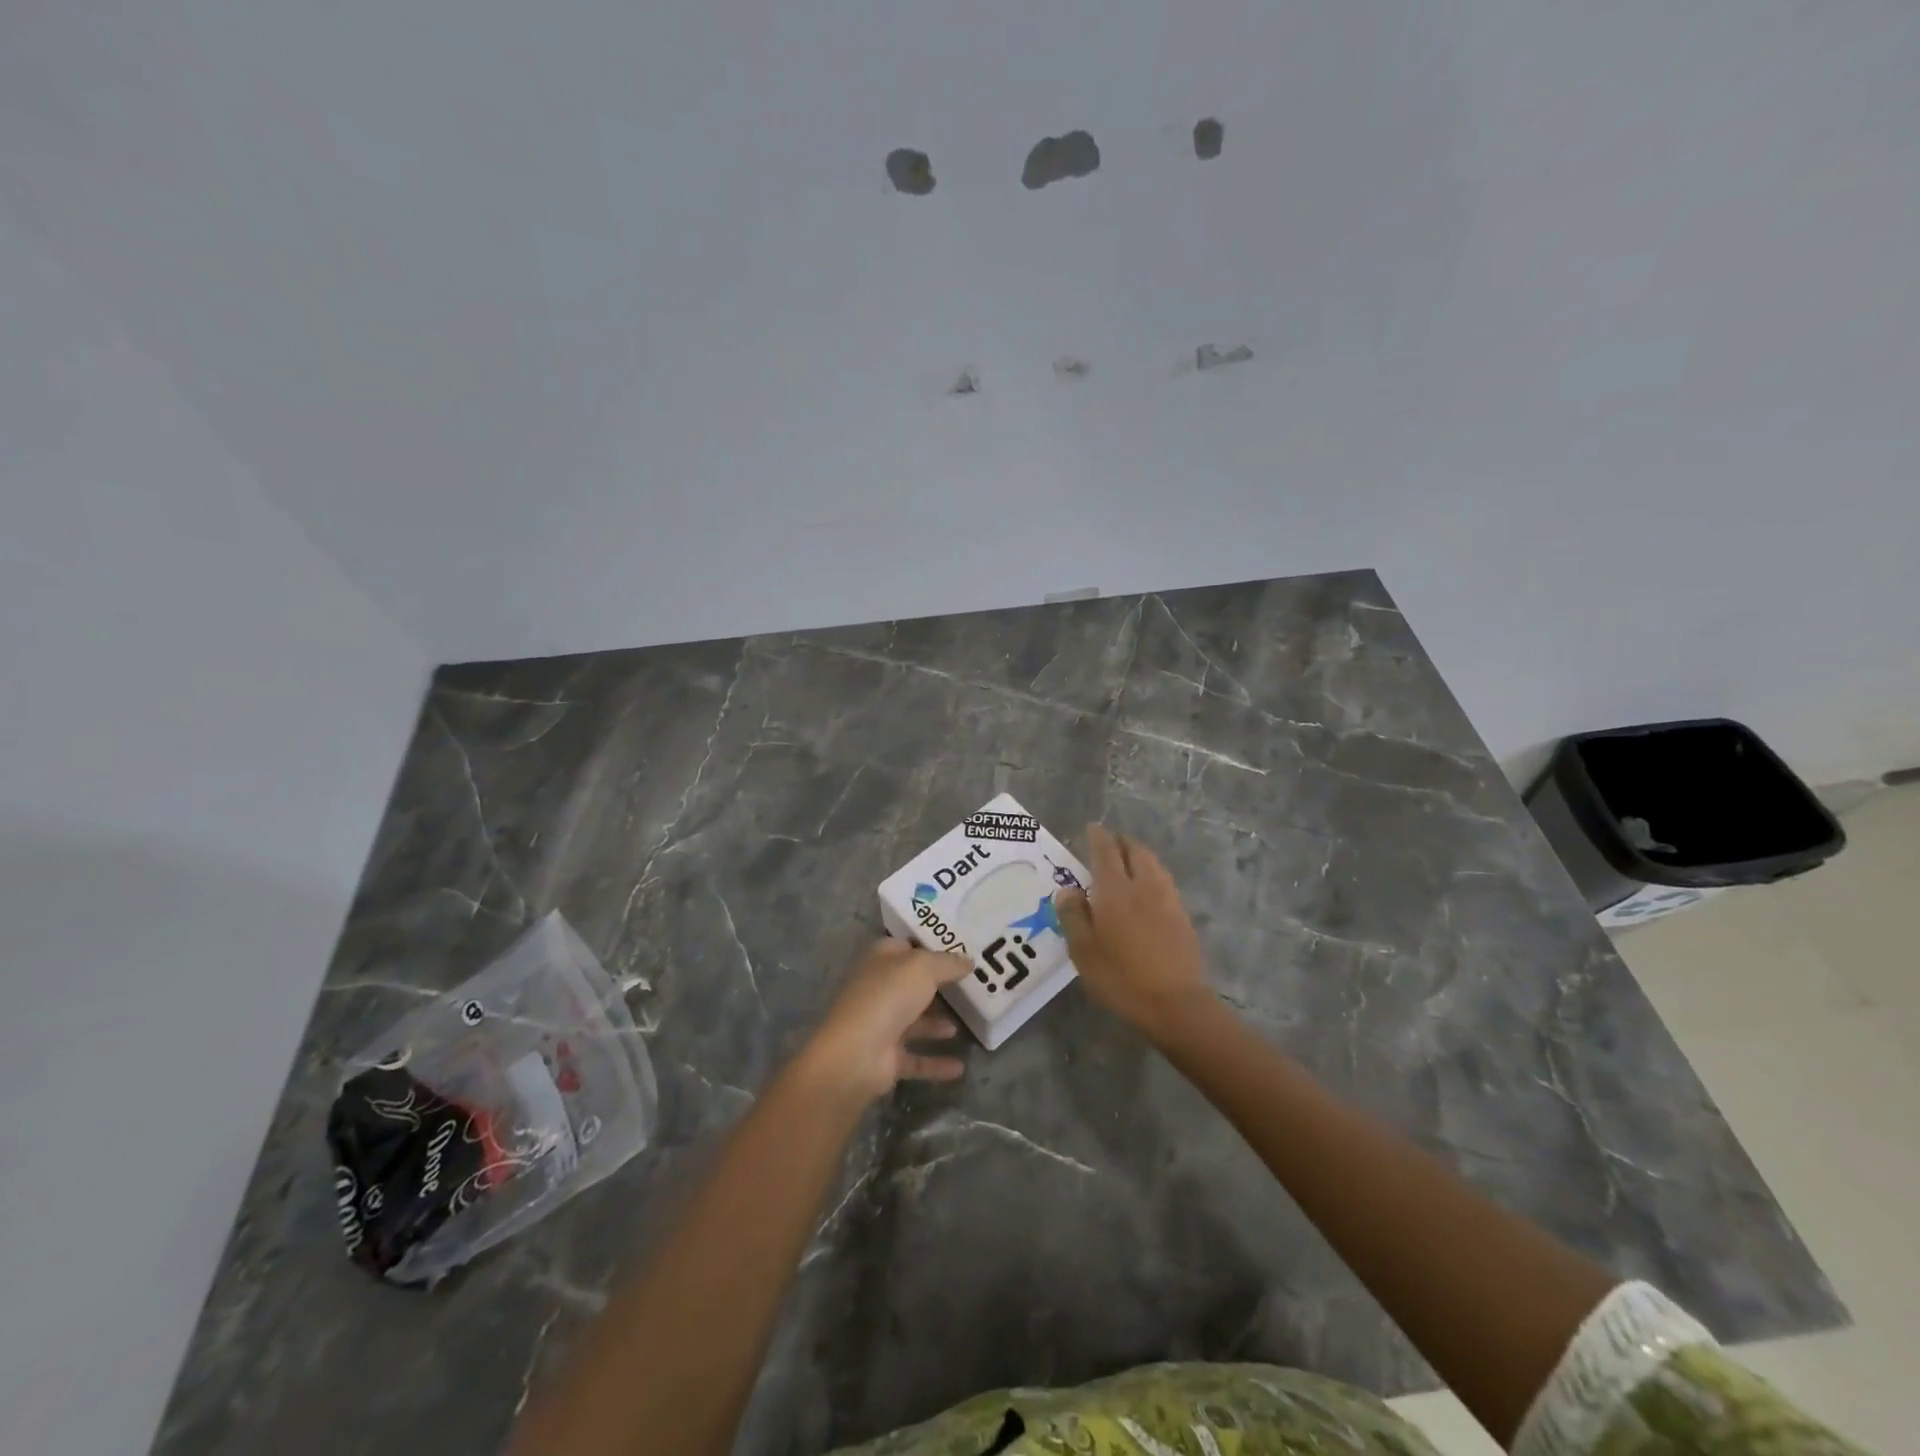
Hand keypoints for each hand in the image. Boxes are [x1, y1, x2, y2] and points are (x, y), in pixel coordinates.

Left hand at [798, 939, 971, 1103]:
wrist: (857, 1054)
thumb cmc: (888, 997)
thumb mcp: (923, 968)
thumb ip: (948, 963)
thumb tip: (969, 961)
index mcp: (881, 961)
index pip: (905, 946)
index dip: (930, 946)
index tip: (959, 949)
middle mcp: (879, 990)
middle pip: (912, 984)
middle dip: (938, 986)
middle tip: (971, 986)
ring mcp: (881, 1025)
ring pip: (914, 1021)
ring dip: (936, 1023)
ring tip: (965, 1023)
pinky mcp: (886, 1059)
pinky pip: (917, 1059)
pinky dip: (936, 1062)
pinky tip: (960, 1067)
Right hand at [1056, 824, 1211, 1034]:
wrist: (1176, 1004)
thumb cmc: (1121, 978)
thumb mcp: (1083, 951)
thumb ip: (1073, 916)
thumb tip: (1068, 890)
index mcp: (1115, 890)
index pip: (1106, 851)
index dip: (1098, 837)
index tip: (1092, 828)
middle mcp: (1143, 886)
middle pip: (1135, 851)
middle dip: (1121, 842)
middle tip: (1109, 844)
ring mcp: (1167, 900)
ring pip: (1154, 864)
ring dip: (1139, 855)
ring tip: (1128, 861)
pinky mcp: (1182, 916)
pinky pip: (1164, 881)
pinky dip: (1152, 874)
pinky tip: (1147, 889)